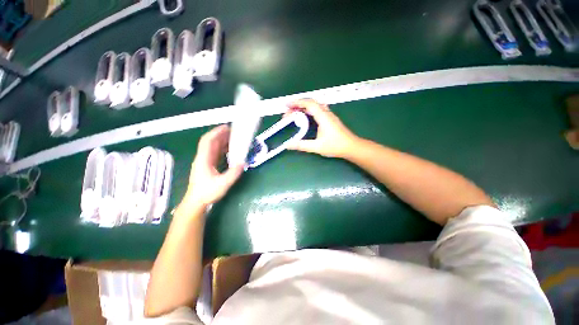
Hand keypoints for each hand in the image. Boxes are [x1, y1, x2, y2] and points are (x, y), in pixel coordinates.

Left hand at [184, 125, 243, 206]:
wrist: (196, 202)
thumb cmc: (207, 193)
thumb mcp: (222, 184)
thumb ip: (233, 173)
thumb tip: (243, 163)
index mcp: (203, 159)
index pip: (208, 141)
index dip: (216, 132)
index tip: (226, 127)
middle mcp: (203, 158)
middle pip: (211, 142)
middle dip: (222, 135)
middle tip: (234, 131)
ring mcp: (205, 162)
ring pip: (214, 147)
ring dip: (223, 141)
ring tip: (234, 138)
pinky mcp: (208, 166)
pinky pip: (216, 153)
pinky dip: (223, 149)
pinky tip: (231, 150)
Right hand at [286, 99, 358, 157]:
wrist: (351, 147)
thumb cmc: (336, 146)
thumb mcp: (317, 147)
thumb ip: (302, 145)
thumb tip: (288, 145)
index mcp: (323, 117)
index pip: (309, 104)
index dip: (297, 102)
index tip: (287, 105)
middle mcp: (326, 113)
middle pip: (311, 103)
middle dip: (298, 105)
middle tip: (288, 112)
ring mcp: (329, 115)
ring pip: (315, 106)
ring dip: (304, 107)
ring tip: (295, 113)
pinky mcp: (330, 119)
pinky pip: (318, 110)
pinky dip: (309, 111)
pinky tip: (306, 117)